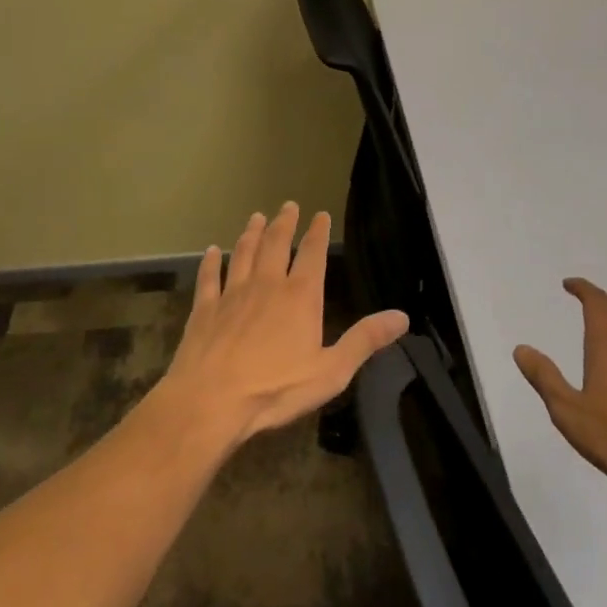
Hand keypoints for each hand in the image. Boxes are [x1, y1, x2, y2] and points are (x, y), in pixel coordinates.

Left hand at [159, 203, 407, 446]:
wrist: (211, 401)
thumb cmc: (276, 389)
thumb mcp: (331, 370)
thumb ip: (365, 340)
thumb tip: (402, 316)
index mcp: (300, 297)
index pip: (313, 254)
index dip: (318, 233)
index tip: (320, 214)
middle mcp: (267, 285)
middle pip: (276, 245)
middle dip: (284, 223)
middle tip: (288, 205)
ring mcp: (232, 295)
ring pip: (243, 254)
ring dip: (251, 234)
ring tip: (256, 218)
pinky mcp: (205, 310)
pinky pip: (209, 278)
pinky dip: (211, 262)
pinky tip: (211, 251)